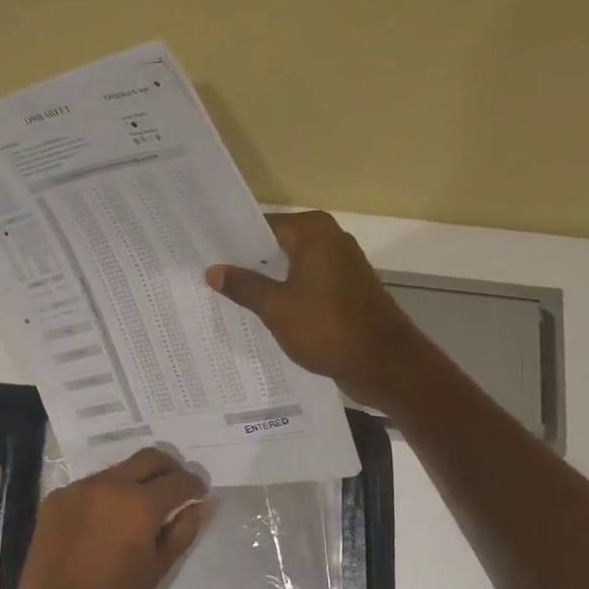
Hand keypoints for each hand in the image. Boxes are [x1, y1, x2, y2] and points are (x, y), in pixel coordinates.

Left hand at [12, 447, 210, 588]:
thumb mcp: (157, 569)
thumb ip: (182, 531)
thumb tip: (203, 505)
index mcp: (140, 503)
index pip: (178, 480)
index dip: (195, 485)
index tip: (200, 493)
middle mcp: (109, 484)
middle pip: (149, 458)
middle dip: (169, 469)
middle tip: (176, 488)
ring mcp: (79, 488)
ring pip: (117, 470)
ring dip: (135, 481)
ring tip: (139, 508)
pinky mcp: (56, 498)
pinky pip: (90, 486)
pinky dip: (105, 495)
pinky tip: (105, 521)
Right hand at [206, 210, 427, 409]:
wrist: (385, 363)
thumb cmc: (328, 328)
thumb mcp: (277, 308)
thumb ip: (244, 286)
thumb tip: (213, 270)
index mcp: (314, 232)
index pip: (262, 225)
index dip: (233, 240)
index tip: (204, 252)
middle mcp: (330, 239)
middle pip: (277, 245)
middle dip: (247, 261)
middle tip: (209, 275)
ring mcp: (342, 265)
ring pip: (292, 266)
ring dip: (267, 281)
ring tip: (228, 295)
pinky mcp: (347, 289)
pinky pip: (307, 284)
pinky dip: (287, 294)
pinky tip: (262, 311)